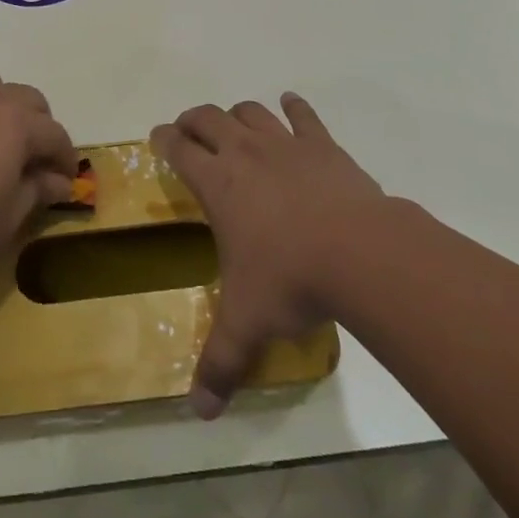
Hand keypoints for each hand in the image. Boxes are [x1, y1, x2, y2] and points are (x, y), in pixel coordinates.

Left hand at [0, 72, 77, 278]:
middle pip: (28, 99)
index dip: (66, 158)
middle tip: (33, 160)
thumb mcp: (7, 218)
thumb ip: (37, 192)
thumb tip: (58, 181)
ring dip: (2, 109)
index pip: (55, 134)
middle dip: (39, 126)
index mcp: (17, 122)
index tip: (66, 180)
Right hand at [151, 93, 383, 418]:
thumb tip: (199, 413)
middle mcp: (244, 152)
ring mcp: (284, 143)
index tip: (159, 137)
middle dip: (194, 120)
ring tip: (235, 124)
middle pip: (209, 117)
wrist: (359, 252)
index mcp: (218, 184)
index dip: (165, 140)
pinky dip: (294, 107)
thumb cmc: (291, 280)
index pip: (179, 148)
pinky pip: (303, 114)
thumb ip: (220, 364)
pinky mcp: (321, 144)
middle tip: (190, 131)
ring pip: (250, 111)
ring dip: (237, 114)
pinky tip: (291, 104)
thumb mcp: (248, 324)